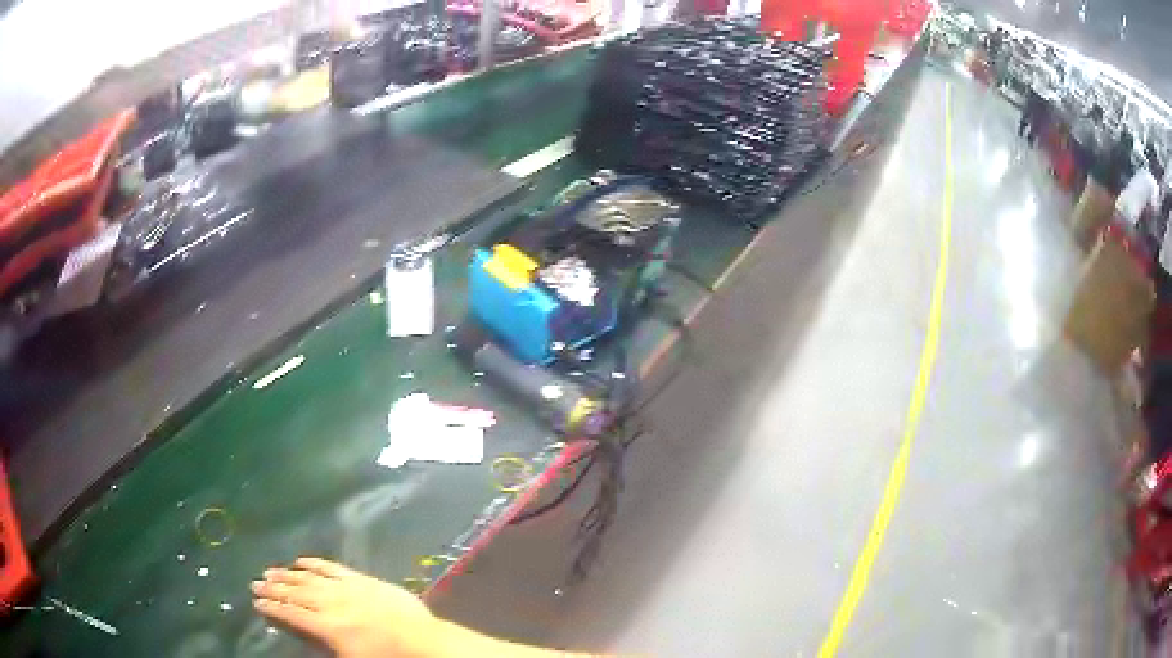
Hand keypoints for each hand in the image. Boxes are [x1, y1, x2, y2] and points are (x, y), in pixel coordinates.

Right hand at [252, 557, 442, 657]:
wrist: (423, 642)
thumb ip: (321, 647)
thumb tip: (301, 634)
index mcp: (327, 627)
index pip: (292, 615)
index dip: (272, 609)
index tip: (256, 603)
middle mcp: (331, 603)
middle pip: (296, 593)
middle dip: (273, 589)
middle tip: (255, 583)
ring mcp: (346, 588)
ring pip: (309, 578)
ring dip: (287, 574)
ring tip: (269, 571)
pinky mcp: (362, 579)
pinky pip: (332, 567)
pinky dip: (314, 563)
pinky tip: (300, 560)